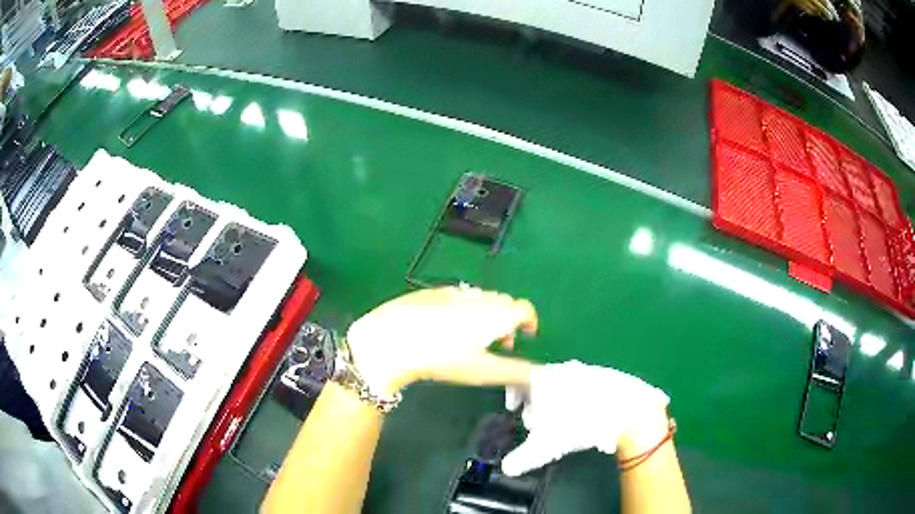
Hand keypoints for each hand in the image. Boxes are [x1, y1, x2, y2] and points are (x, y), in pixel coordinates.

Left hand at [346, 287, 537, 395]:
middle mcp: (479, 297)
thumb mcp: (483, 371)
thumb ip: (516, 372)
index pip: (525, 309)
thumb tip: (541, 375)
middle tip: (500, 345)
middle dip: (508, 322)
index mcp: (497, 313)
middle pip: (504, 304)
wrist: (392, 338)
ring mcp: (453, 291)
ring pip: (480, 300)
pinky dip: (464, 310)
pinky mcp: (431, 292)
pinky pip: (458, 297)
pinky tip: (446, 328)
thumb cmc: (443, 357)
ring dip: (486, 316)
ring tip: (473, 339)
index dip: (530, 322)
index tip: (526, 337)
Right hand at [502, 360, 669, 475]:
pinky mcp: (607, 376)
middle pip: (541, 384)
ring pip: (564, 385)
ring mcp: (587, 371)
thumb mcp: (545, 447)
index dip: (512, 395)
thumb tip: (506, 468)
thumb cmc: (578, 425)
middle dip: (534, 403)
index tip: (512, 407)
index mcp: (543, 379)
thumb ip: (522, 459)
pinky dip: (579, 399)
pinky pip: (586, 387)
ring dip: (557, 401)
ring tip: (561, 421)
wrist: (625, 411)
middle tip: (534, 423)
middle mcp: (563, 370)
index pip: (519, 381)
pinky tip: (585, 415)